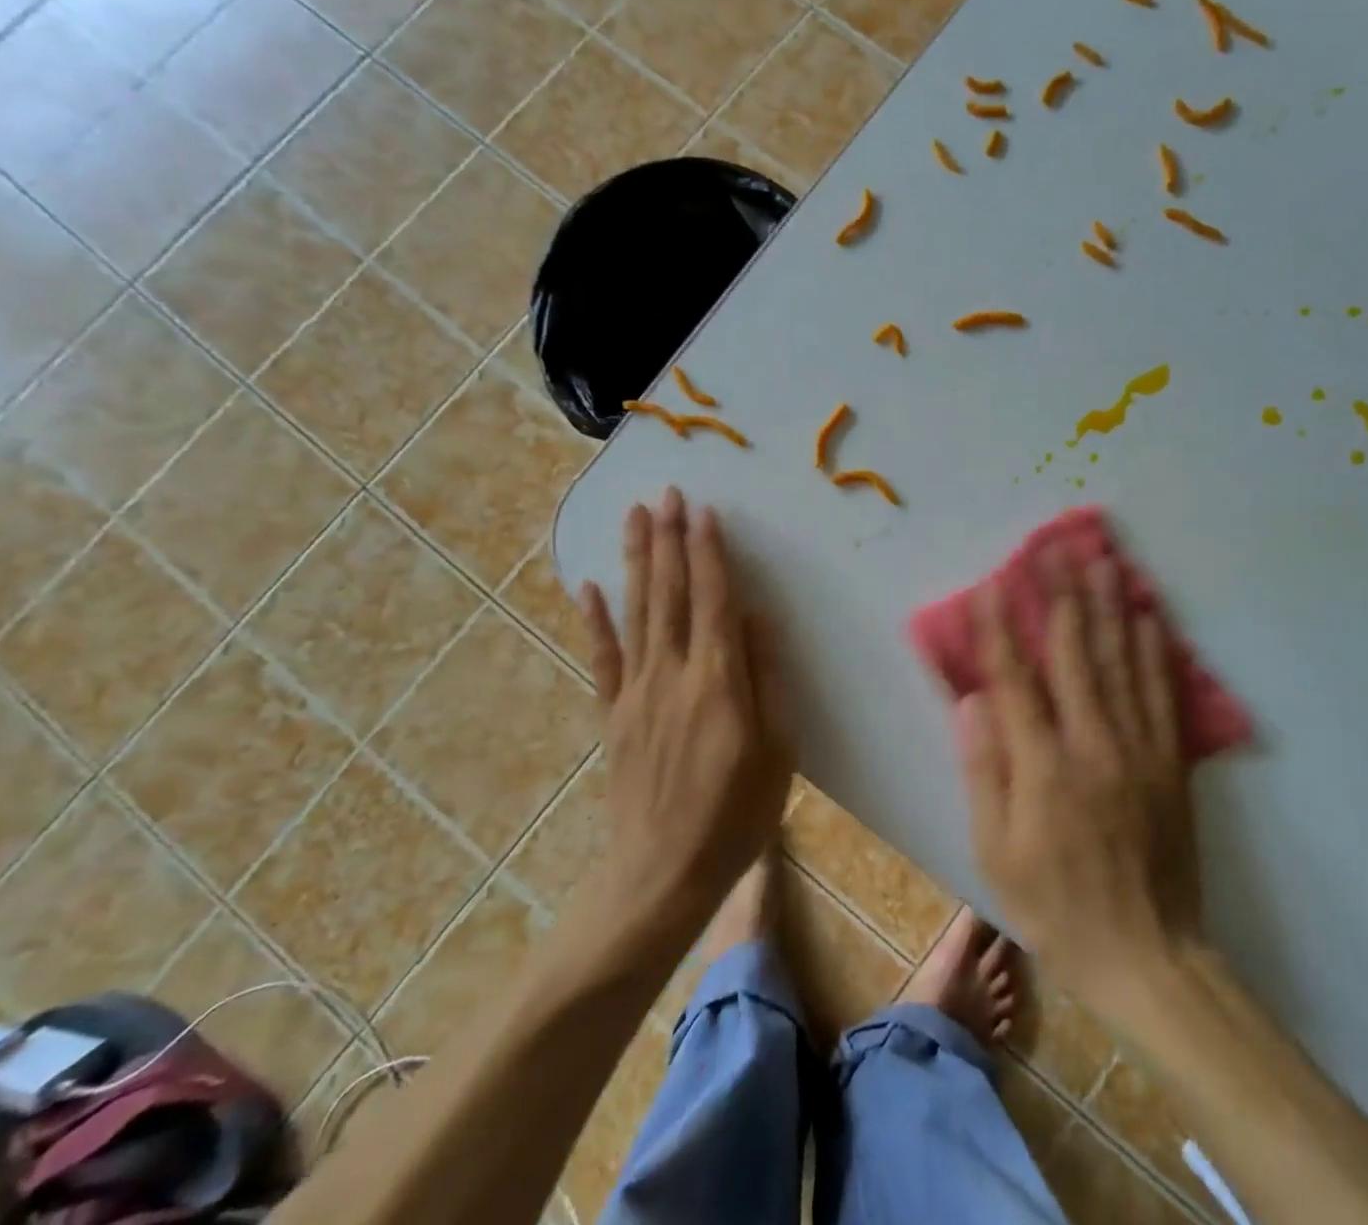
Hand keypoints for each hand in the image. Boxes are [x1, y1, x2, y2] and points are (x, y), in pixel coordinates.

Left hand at [580, 488, 793, 926]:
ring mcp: (636, 692)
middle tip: (666, 493)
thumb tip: (757, 615)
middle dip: (669, 539)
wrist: (663, 873)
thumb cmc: (737, 813)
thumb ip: (767, 677)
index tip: (703, 510)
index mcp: (718, 679)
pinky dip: (595, 620)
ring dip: (636, 561)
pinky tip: (589, 587)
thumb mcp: (778, 749)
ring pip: (635, 612)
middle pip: (669, 593)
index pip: (713, 598)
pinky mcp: (613, 715)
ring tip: (635, 516)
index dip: (709, 551)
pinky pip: (603, 658)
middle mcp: (672, 673)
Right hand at [958, 550, 1202, 1009]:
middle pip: (1074, 653)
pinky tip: (1149, 616)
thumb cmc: (1056, 906)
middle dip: (1059, 595)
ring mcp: (1138, 748)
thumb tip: (971, 702)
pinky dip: (1155, 651)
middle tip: (1052, 548)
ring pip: (1121, 661)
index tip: (990, 585)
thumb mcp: (996, 852)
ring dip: (1109, 606)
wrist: (1148, 955)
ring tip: (1102, 560)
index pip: (1015, 680)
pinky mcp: (1170, 761)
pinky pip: (1163, 693)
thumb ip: (984, 770)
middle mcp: (1093, 744)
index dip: (999, 629)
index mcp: (1044, 767)